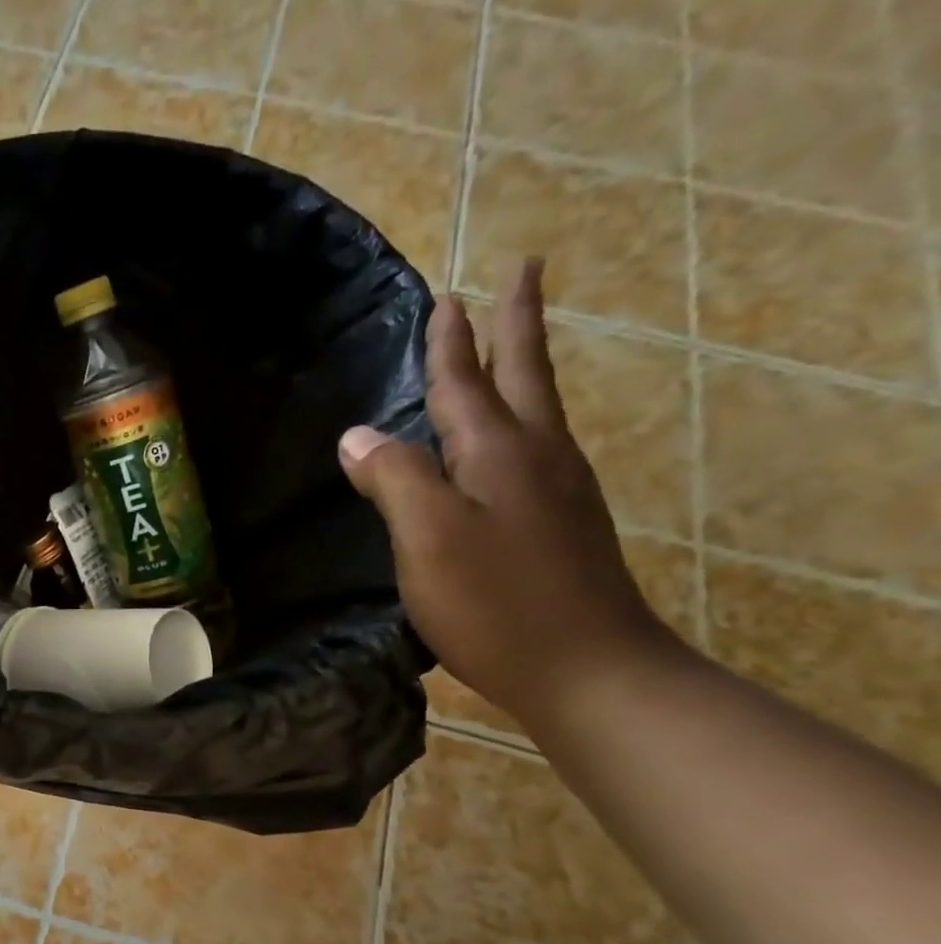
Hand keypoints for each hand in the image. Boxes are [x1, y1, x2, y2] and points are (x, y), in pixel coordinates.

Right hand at [338, 258, 683, 730]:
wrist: (587, 670)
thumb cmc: (496, 602)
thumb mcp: (428, 537)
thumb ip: (394, 478)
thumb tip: (357, 435)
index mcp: (500, 452)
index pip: (467, 382)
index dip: (453, 340)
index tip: (451, 293)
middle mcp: (537, 458)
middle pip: (524, 377)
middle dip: (515, 325)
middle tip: (522, 273)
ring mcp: (558, 493)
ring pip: (535, 412)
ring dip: (520, 371)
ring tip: (508, 350)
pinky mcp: (561, 527)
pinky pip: (535, 452)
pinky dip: (518, 424)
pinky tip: (507, 444)